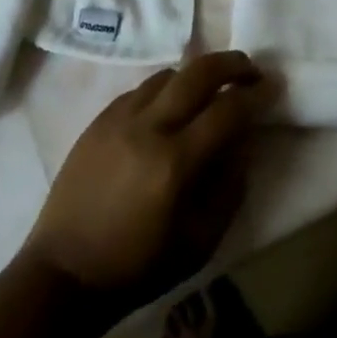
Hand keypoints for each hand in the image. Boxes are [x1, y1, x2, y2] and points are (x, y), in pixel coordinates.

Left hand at [21, 52, 275, 309]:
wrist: (63, 273)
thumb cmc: (138, 266)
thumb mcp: (201, 242)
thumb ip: (230, 188)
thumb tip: (244, 145)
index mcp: (175, 162)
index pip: (227, 109)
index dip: (256, 95)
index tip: (273, 88)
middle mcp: (148, 128)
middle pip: (198, 72)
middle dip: (231, 64)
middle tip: (249, 69)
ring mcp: (119, 119)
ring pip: (168, 75)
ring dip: (195, 76)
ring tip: (209, 90)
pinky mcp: (99, 120)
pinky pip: (140, 89)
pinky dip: (164, 90)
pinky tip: (169, 108)